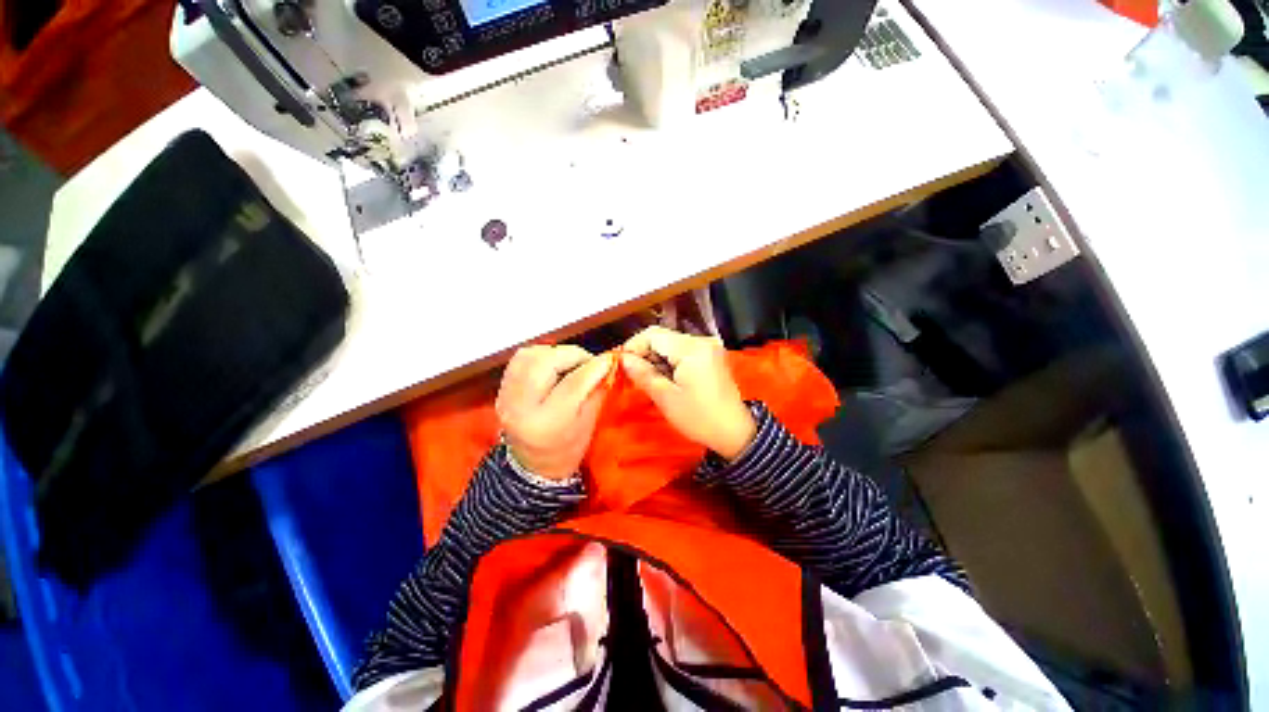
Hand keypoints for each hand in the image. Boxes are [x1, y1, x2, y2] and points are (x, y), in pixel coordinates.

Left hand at [496, 345, 612, 479]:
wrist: (532, 466)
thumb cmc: (567, 449)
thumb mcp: (589, 424)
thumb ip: (598, 390)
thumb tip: (608, 363)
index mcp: (546, 423)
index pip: (572, 384)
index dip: (594, 367)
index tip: (610, 359)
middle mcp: (520, 407)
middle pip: (545, 363)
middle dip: (572, 355)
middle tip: (588, 362)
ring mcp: (506, 396)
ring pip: (530, 355)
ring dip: (555, 353)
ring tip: (570, 363)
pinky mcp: (502, 388)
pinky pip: (520, 358)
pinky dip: (541, 355)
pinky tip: (554, 364)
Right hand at [620, 326, 756, 460]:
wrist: (734, 432)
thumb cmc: (699, 417)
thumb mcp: (666, 398)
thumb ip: (643, 374)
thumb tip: (623, 359)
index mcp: (691, 349)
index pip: (653, 334)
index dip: (633, 346)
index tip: (621, 364)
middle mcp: (701, 341)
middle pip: (662, 337)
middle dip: (644, 353)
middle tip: (632, 375)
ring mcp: (707, 348)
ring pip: (671, 344)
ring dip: (656, 358)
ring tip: (647, 380)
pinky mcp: (709, 356)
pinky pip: (682, 352)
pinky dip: (669, 362)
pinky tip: (664, 379)